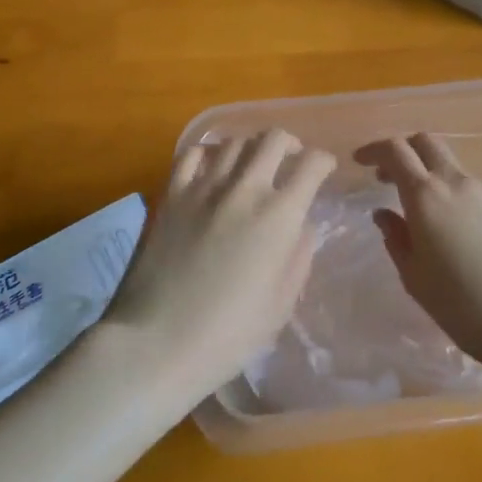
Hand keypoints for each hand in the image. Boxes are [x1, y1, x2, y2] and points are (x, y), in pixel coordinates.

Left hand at [107, 129, 335, 402]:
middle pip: (274, 139)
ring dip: (252, 147)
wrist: (157, 342)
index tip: (324, 170)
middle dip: (291, 144)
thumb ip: (298, 256)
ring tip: (254, 163)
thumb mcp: (281, 304)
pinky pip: (193, 154)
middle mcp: (244, 189)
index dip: (323, 162)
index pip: (311, 165)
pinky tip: (213, 167)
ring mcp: (203, 187)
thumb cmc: (228, 334)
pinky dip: (210, 152)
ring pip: (235, 141)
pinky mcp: (171, 194)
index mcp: (279, 216)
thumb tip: (301, 225)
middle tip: (292, 159)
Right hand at [358, 133, 481, 372]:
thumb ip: (396, 238)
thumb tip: (384, 214)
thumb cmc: (462, 306)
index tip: (360, 161)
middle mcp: (458, 183)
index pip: (395, 151)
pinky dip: (466, 206)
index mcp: (426, 197)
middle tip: (392, 177)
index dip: (374, 149)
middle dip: (406, 151)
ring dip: (437, 184)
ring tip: (435, 223)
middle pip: (427, 143)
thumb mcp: (414, 277)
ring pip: (456, 172)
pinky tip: (473, 242)